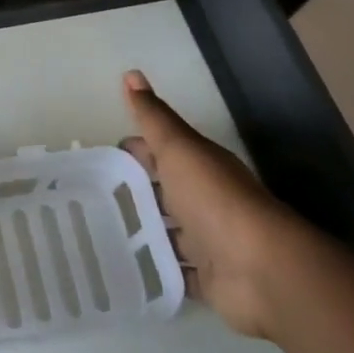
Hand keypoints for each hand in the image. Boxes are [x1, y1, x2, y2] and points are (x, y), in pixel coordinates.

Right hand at [119, 69, 301, 338]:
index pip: (160, 151)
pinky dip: (157, 271)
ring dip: (144, 233)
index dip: (133, 150)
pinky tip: (126, 270)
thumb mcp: (179, 148)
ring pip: (169, 233)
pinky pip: (175, 273)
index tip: (98, 158)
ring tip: (99, 234)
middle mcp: (205, 201)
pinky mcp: (208, 280)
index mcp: (200, 166)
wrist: (263, 270)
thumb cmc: (215, 198)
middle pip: (164, 192)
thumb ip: (153, 116)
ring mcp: (209, 242)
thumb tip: (131, 72)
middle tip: (90, 198)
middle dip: (134, 192)